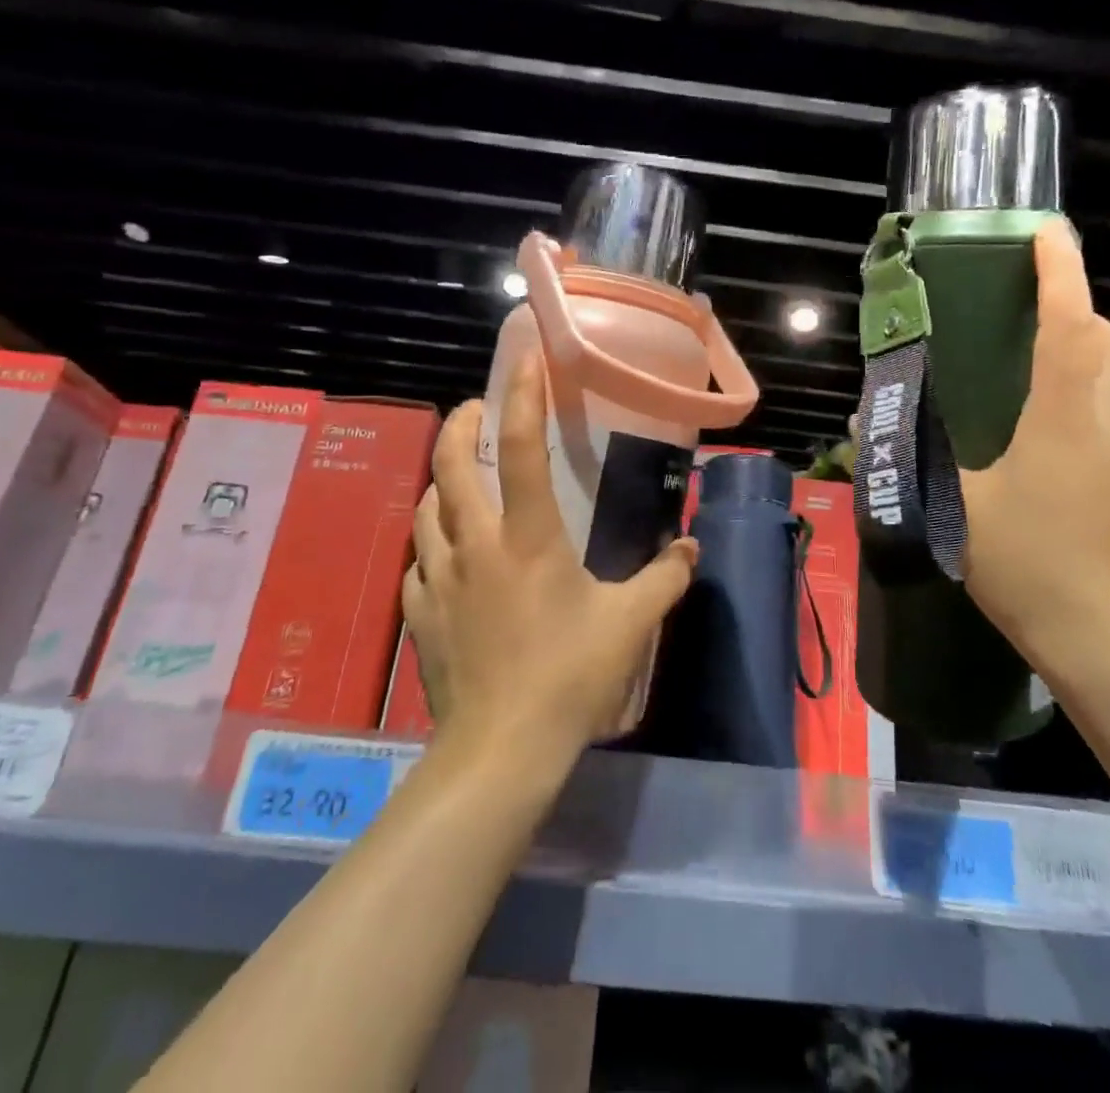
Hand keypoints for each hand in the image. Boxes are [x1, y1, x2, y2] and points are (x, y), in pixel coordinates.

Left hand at [402, 354, 699, 759]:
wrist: (501, 749)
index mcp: (527, 537)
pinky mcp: (421, 614)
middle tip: (477, 411)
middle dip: (461, 424)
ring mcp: (439, 579)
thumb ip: (665, 579)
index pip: (521, 449)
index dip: (522, 396)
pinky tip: (446, 557)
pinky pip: (419, 563)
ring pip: (426, 508)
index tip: (525, 359)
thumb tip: (690, 548)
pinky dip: (432, 545)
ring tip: (460, 480)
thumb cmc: (569, 676)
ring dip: (441, 483)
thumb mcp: (630, 624)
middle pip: (450, 463)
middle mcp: (475, 544)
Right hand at [959, 218, 1109, 675]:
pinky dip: (1081, 437)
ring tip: (1025, 412)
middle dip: (1084, 315)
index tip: (1051, 232)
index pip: (1070, 330)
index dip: (1062, 275)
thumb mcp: (954, 507)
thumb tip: (866, 421)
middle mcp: (1109, 432)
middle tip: (1039, 317)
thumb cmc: (1023, 565)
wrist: (1101, 643)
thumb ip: (914, 458)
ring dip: (1079, 380)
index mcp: (1061, 423)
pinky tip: (1047, 482)